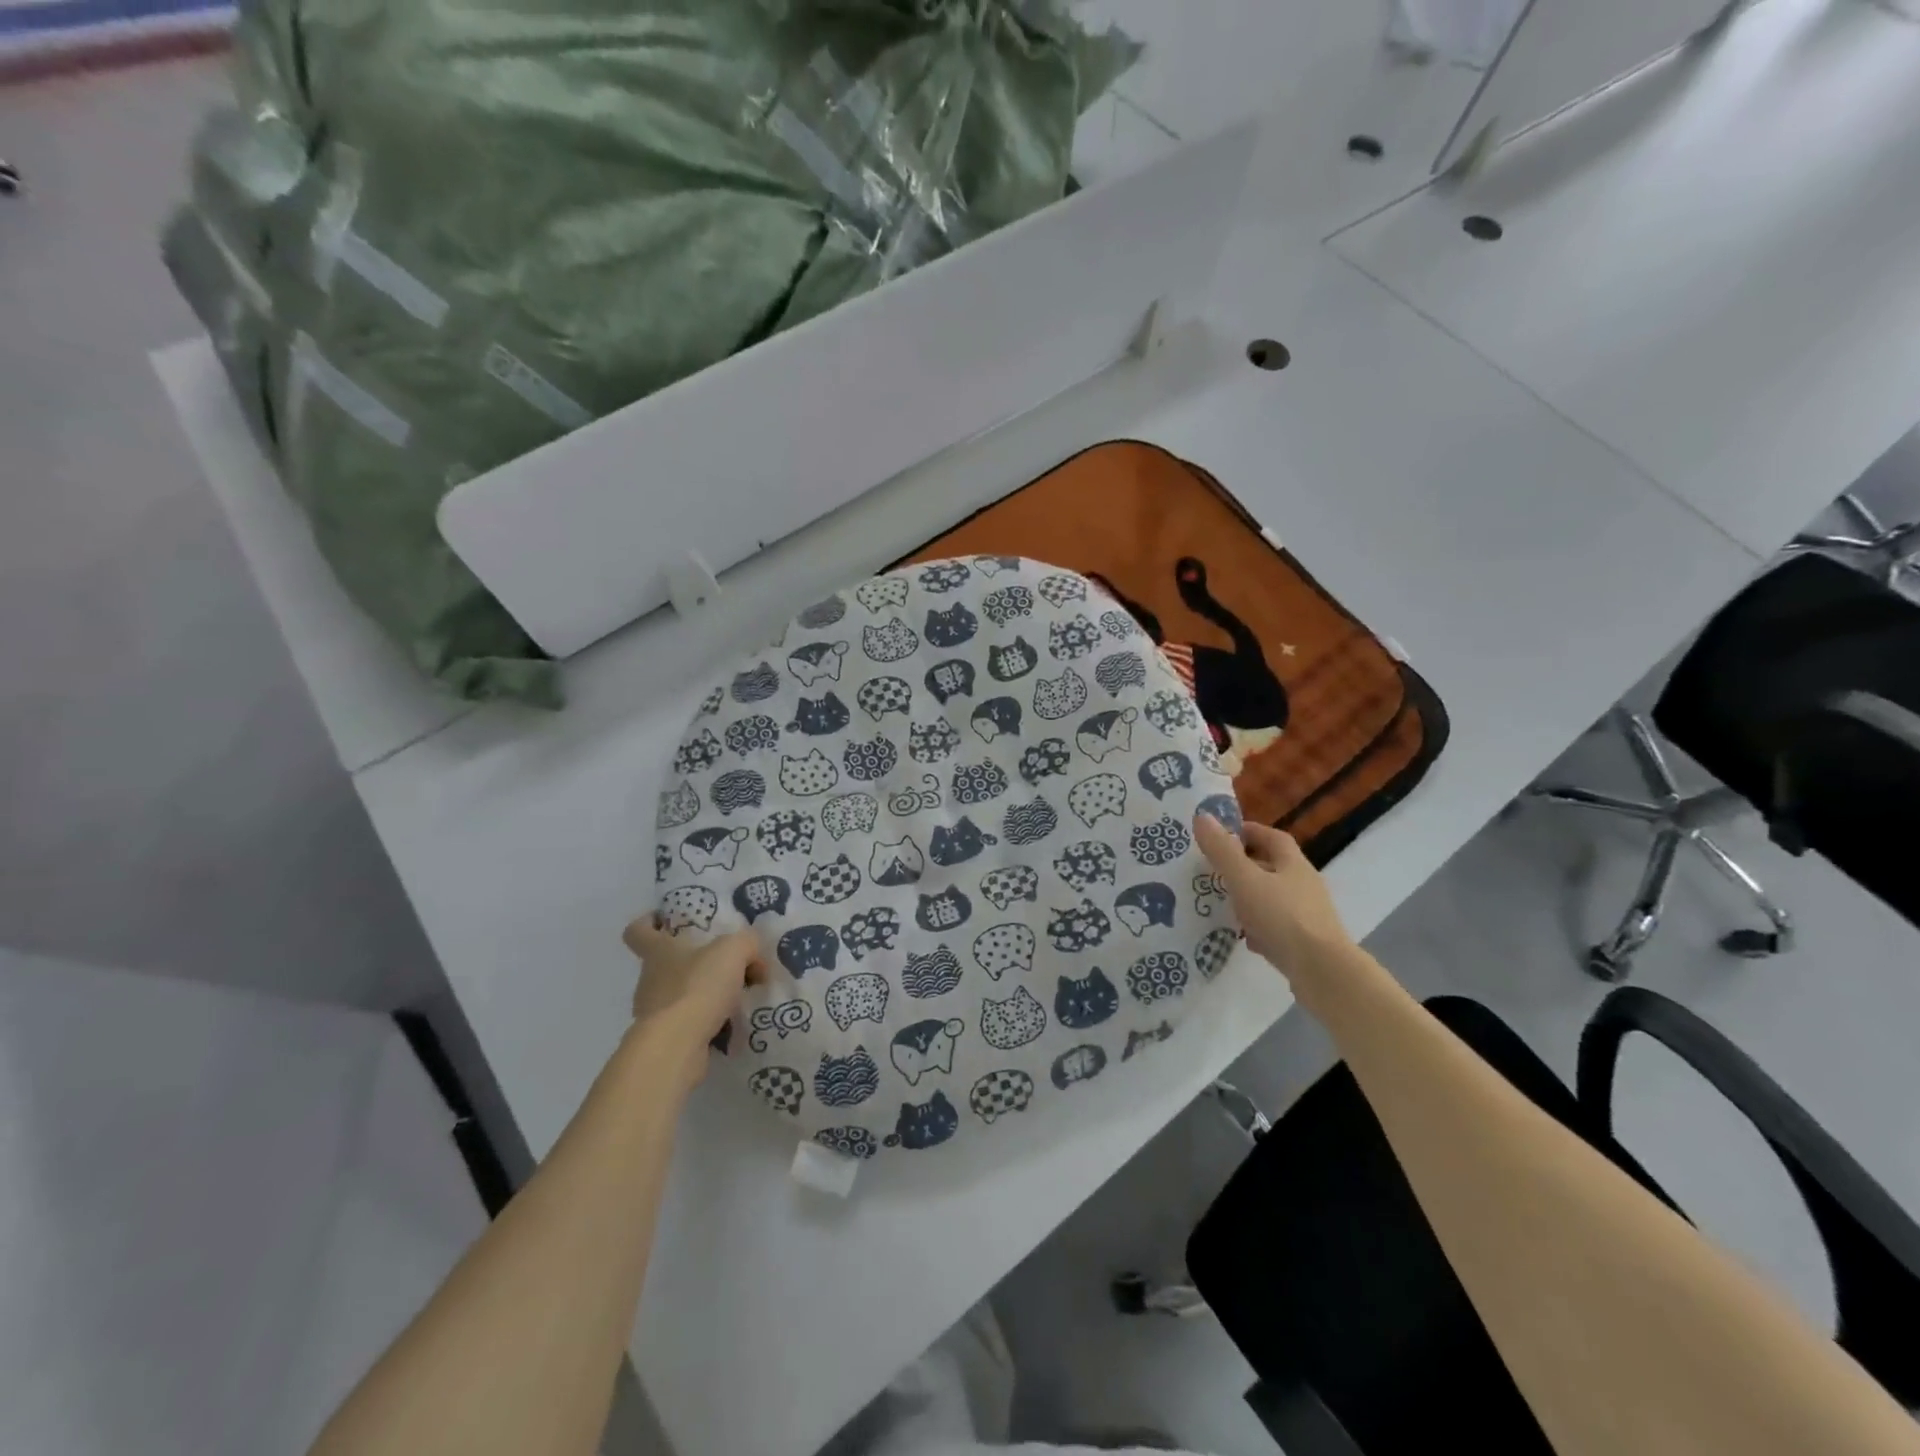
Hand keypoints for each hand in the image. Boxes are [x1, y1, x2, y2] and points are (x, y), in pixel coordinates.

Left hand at [621, 916, 765, 1083]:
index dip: (648, 923)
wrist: (676, 1046)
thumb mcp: (734, 950)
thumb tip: (753, 958)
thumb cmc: (698, 986)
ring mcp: (654, 1012)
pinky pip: (689, 1023)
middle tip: (727, 964)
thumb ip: (747, 944)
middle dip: (695, 962)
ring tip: (738, 996)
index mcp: (658, 951)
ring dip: (705, 994)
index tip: (664, 921)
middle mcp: (650, 979)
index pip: (638, 931)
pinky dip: (708, 1021)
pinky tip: (733, 1023)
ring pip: (680, 994)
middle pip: (667, 963)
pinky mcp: (664, 1040)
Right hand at [1193, 813, 1353, 976]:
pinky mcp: (1304, 942)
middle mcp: (1304, 885)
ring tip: (1221, 902)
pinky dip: (1258, 926)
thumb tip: (1202, 816)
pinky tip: (1242, 936)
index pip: (1272, 837)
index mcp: (1293, 864)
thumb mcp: (1245, 880)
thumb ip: (1222, 851)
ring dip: (1249, 897)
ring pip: (1272, 898)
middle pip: (1272, 867)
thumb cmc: (1282, 917)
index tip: (1221, 834)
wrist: (1322, 972)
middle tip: (1213, 869)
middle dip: (1244, 865)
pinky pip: (1276, 926)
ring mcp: (1307, 915)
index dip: (1248, 831)